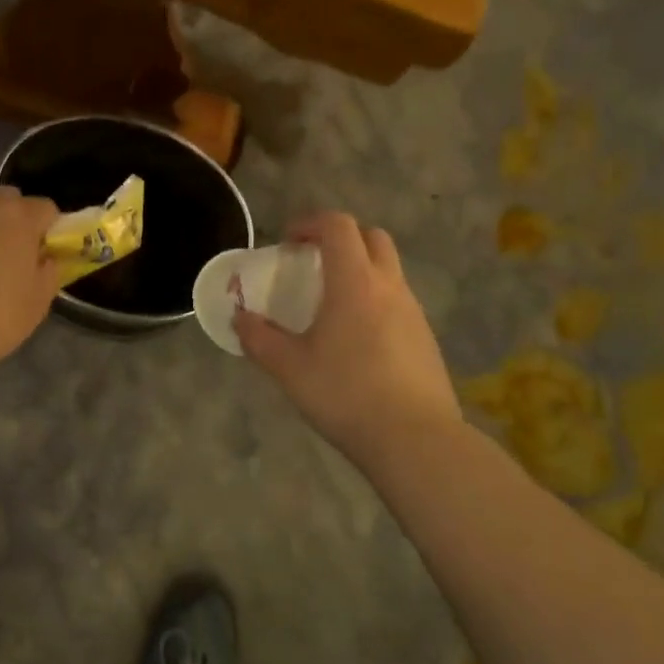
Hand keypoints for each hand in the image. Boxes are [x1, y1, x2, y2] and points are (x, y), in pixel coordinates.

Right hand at [233, 212, 460, 467]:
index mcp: (354, 282)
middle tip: (312, 263)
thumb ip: (259, 338)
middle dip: (340, 238)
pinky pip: (397, 300)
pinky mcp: (425, 337)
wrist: (415, 439)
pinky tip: (357, 338)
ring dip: (359, 269)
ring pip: (388, 269)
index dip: (310, 223)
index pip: (338, 225)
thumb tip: (239, 318)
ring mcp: (413, 311)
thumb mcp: (289, 368)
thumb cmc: (346, 394)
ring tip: (331, 303)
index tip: (287, 242)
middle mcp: (388, 286)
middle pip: (371, 237)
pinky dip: (374, 299)